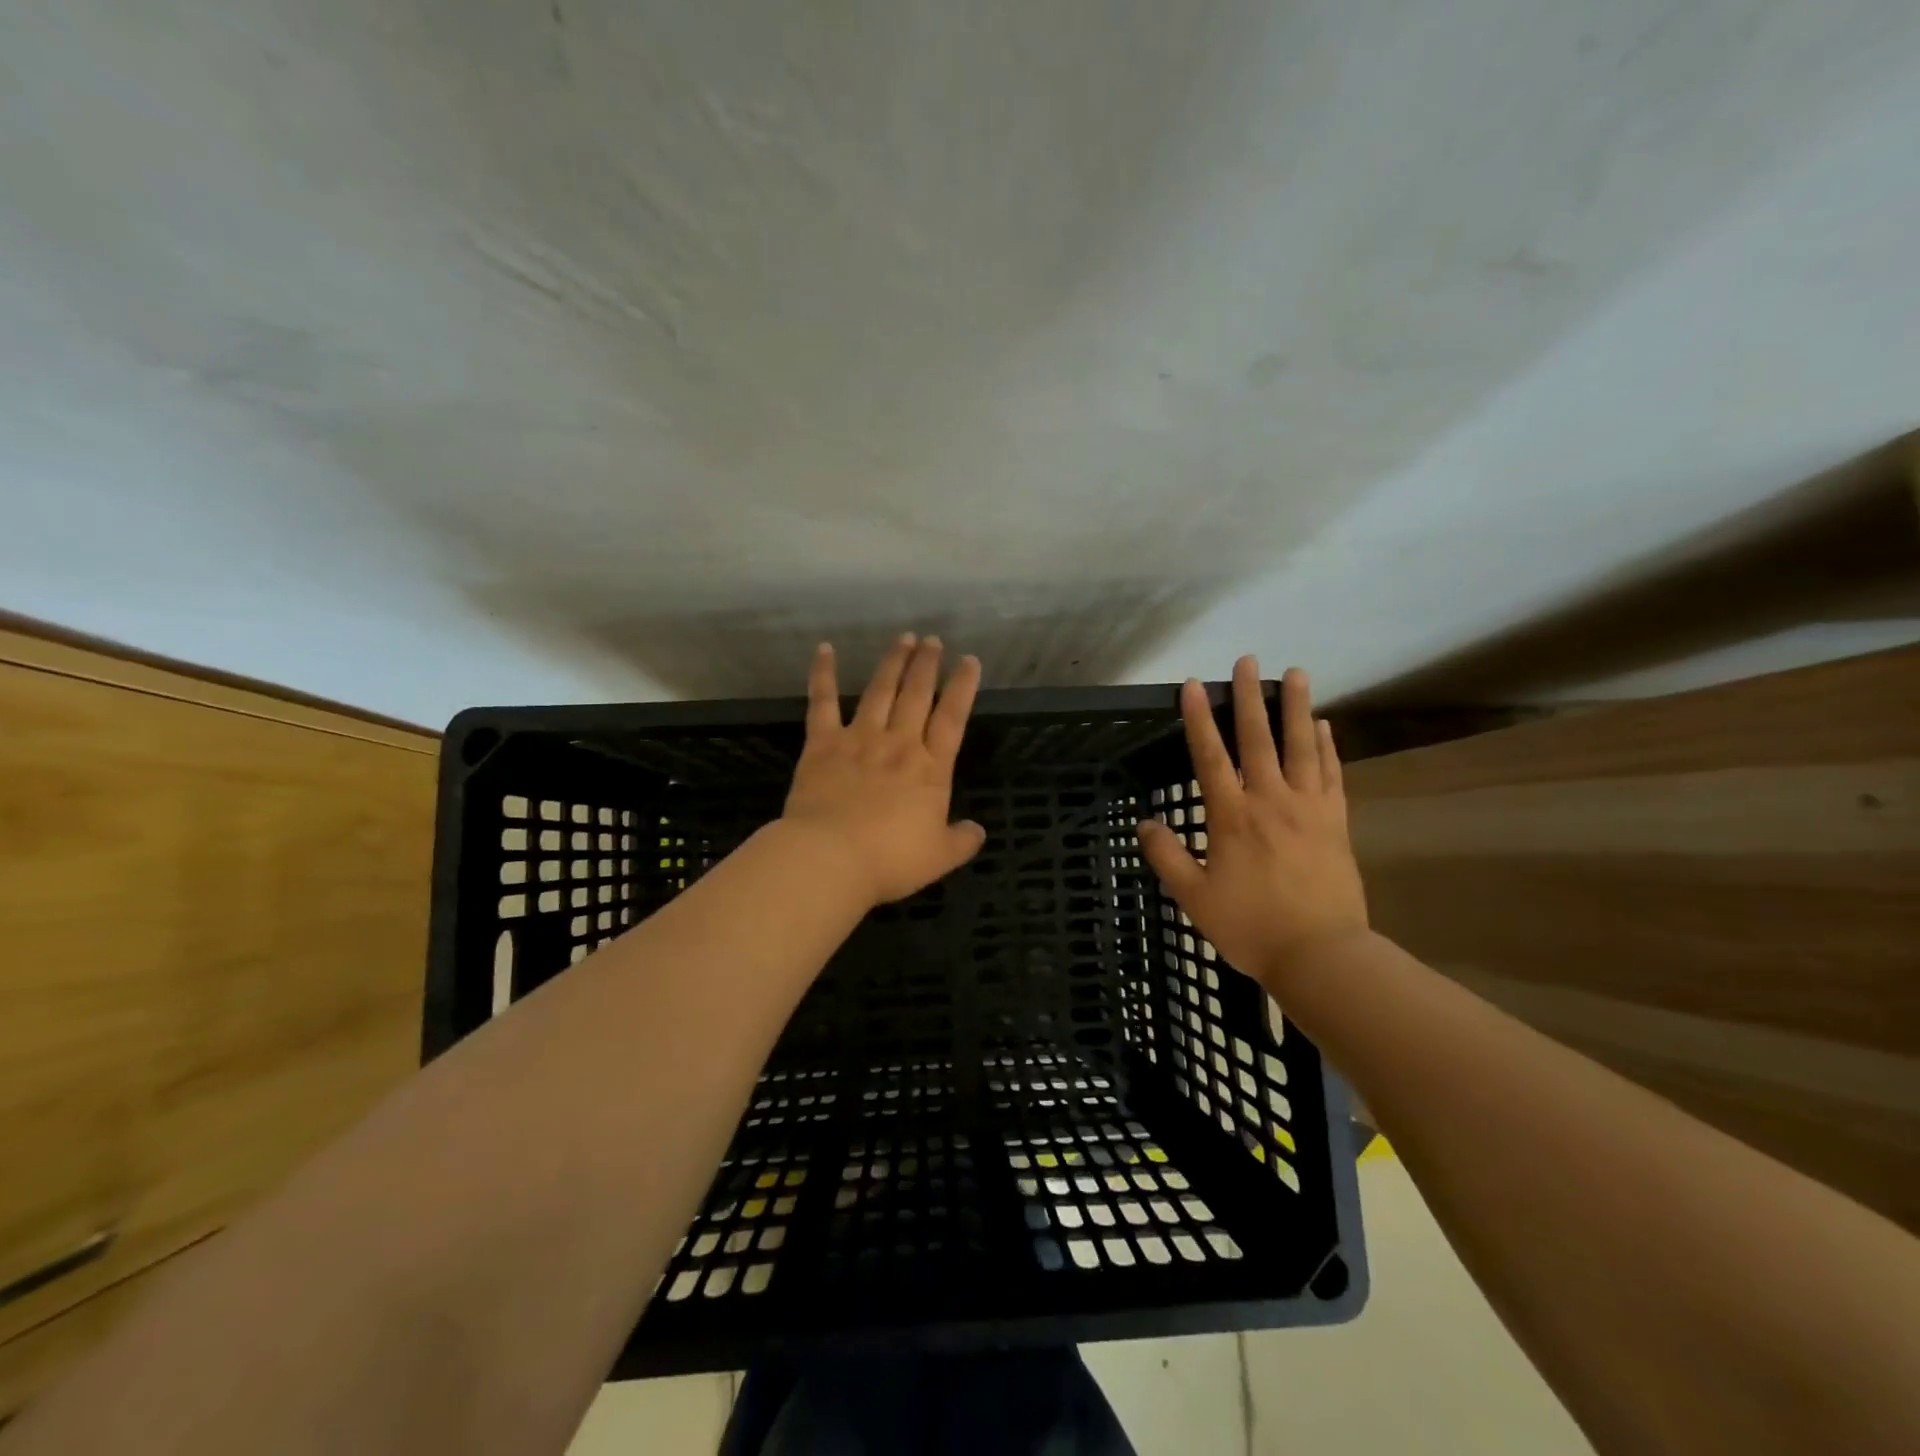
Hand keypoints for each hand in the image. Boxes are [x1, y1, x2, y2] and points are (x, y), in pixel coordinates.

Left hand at [782, 633, 986, 906]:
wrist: (832, 857)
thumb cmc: (891, 860)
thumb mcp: (940, 857)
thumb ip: (962, 840)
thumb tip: (977, 830)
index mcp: (931, 769)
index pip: (952, 718)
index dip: (962, 687)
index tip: (969, 661)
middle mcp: (899, 744)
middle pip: (917, 695)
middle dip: (927, 665)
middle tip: (932, 640)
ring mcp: (859, 739)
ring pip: (880, 691)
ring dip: (892, 663)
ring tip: (903, 639)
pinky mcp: (823, 744)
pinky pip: (822, 702)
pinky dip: (822, 674)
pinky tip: (824, 649)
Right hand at [1137, 658, 1368, 992]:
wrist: (1320, 954)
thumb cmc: (1250, 926)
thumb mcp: (1193, 897)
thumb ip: (1167, 856)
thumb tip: (1144, 823)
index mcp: (1232, 816)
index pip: (1210, 757)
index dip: (1199, 719)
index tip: (1192, 685)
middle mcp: (1270, 801)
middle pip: (1258, 739)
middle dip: (1249, 698)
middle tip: (1247, 661)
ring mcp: (1308, 809)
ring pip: (1302, 747)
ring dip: (1297, 708)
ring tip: (1297, 674)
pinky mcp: (1336, 822)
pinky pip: (1332, 775)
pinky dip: (1328, 747)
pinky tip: (1325, 726)